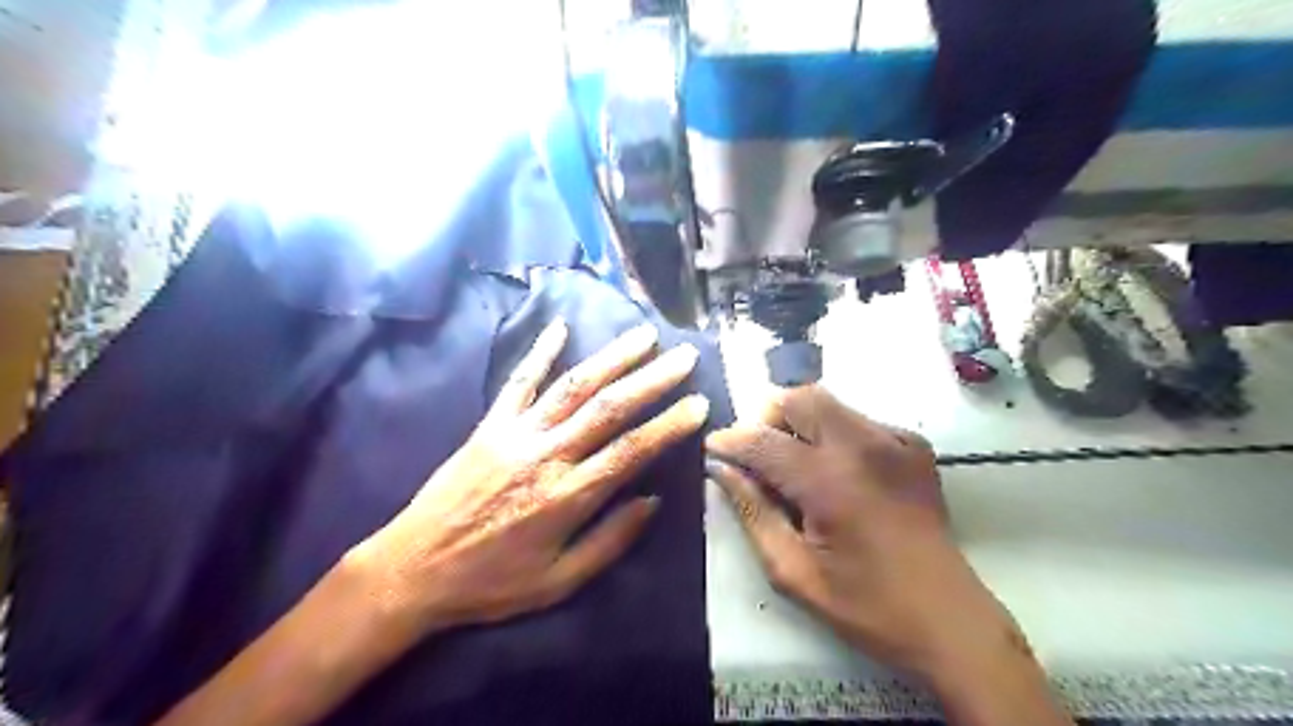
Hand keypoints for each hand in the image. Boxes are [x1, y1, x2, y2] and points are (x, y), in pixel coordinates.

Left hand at [357, 322, 711, 637]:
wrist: (413, 569)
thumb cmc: (492, 582)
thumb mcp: (558, 582)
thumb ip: (610, 541)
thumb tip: (652, 500)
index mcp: (568, 496)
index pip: (631, 450)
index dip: (669, 425)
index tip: (698, 403)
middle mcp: (547, 455)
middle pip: (609, 407)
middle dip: (652, 379)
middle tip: (685, 356)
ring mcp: (516, 433)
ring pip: (573, 386)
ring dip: (612, 358)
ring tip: (644, 335)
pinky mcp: (490, 425)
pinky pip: (518, 381)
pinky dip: (540, 352)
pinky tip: (560, 327)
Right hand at [706, 386, 1020, 679]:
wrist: (950, 621)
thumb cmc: (866, 606)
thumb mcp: (794, 571)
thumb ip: (753, 512)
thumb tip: (722, 470)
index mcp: (830, 483)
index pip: (763, 441)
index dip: (730, 441)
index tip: (712, 447)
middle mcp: (864, 447)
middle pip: (800, 398)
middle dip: (768, 418)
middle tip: (758, 455)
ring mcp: (895, 441)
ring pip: (830, 403)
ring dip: (801, 423)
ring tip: (795, 464)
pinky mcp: (915, 446)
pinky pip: (859, 420)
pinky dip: (835, 434)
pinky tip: (838, 473)